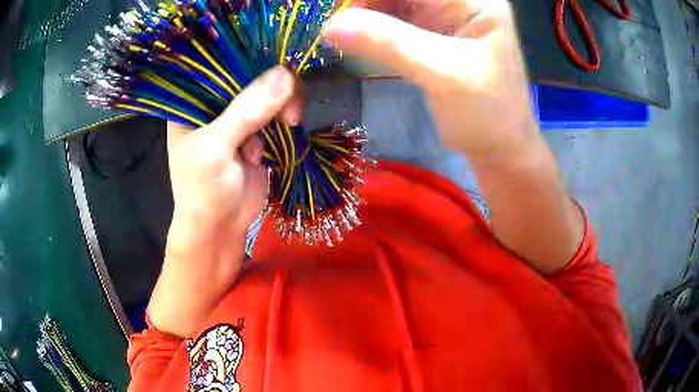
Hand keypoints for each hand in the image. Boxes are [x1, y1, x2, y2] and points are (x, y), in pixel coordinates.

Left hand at [167, 66, 300, 242]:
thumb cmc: (203, 191)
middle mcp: (213, 106)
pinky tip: (287, 128)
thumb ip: (246, 112)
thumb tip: (286, 75)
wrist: (220, 229)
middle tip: (288, 107)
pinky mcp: (256, 133)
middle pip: (249, 78)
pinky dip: (285, 117)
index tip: (277, 63)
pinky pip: (276, 113)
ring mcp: (236, 119)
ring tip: (289, 123)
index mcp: (192, 103)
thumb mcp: (216, 149)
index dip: (249, 59)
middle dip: (272, 88)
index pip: (220, 66)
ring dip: (282, 105)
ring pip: (267, 94)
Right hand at [323, 0, 537, 161]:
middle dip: (363, 3)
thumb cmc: (488, 114)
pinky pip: (391, 20)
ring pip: (390, 2)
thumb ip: (389, 43)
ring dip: (362, 15)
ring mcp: (442, 16)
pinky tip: (355, 40)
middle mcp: (456, 1)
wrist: (500, 148)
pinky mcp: (429, 34)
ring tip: (339, 35)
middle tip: (335, 27)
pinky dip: (369, 28)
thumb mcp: (442, 74)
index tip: (337, 14)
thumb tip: (329, 25)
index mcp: (472, 0)